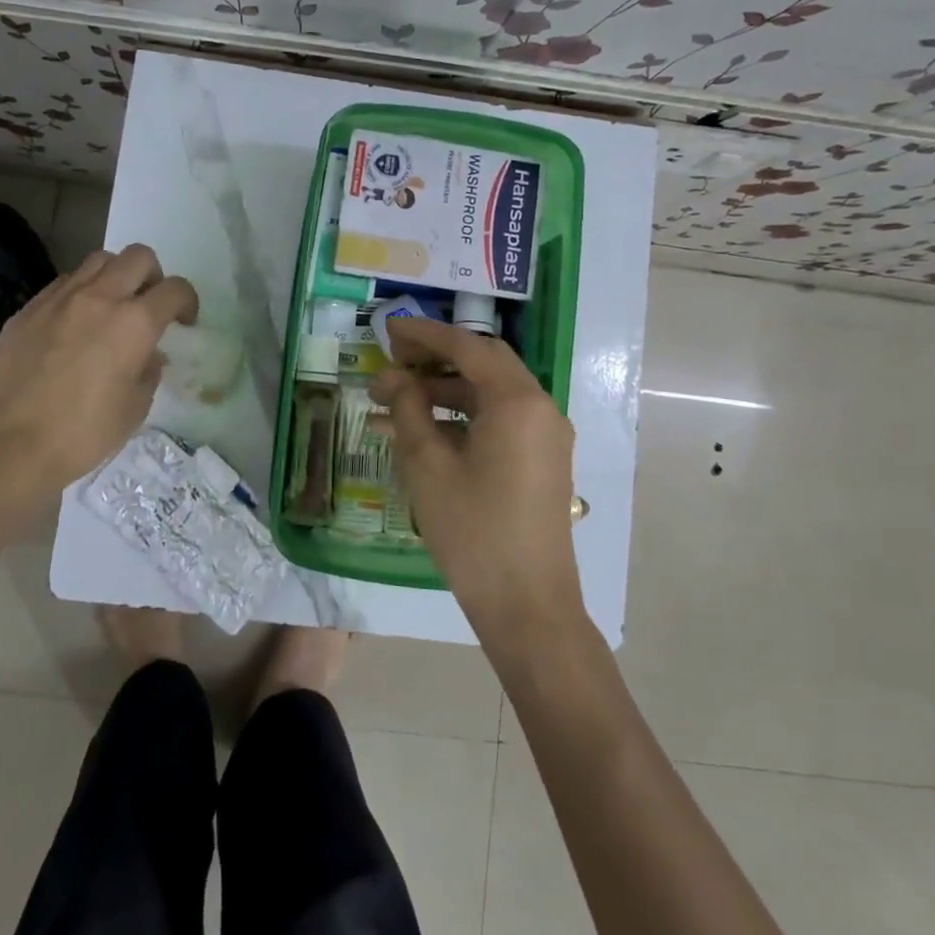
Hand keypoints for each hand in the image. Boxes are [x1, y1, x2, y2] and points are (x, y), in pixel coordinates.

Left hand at [0, 245, 197, 503]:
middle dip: (153, 276)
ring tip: (111, 307)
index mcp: (135, 322)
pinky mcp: (28, 309)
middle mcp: (100, 297)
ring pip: (98, 260)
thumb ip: (148, 371)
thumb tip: (148, 355)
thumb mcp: (135, 408)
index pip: (175, 289)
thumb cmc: (82, 434)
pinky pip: (64, 283)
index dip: (187, 301)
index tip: (183, 321)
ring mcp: (59, 299)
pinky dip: (80, 291)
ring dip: (115, 276)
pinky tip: (74, 323)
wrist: (7, 445)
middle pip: (139, 256)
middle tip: (149, 306)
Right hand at [372, 317, 584, 646]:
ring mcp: (545, 436)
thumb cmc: (473, 531)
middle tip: (393, 358)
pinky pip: (498, 422)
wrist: (528, 605)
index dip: (425, 335)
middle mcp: (540, 408)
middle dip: (436, 358)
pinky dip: (462, 418)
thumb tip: (394, 376)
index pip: (467, 347)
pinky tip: (420, 430)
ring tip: (394, 400)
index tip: (389, 329)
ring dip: (444, 391)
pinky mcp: (541, 460)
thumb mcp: (428, 465)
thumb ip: (409, 409)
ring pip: (489, 394)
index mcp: (517, 401)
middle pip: (483, 363)